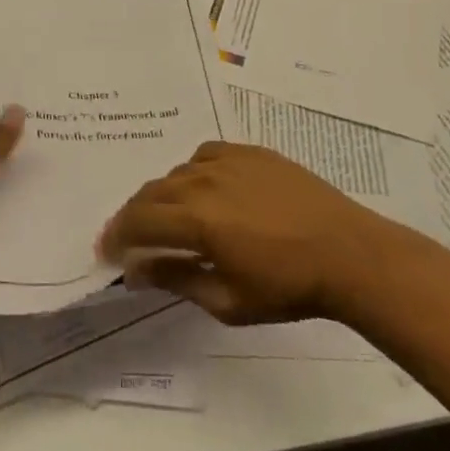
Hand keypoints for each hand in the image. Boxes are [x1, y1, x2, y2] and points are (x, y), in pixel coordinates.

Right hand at [98, 142, 382, 324]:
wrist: (345, 250)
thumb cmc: (287, 287)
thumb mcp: (228, 300)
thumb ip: (177, 279)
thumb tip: (137, 269)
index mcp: (197, 219)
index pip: (140, 221)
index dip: (117, 235)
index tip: (105, 249)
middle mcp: (204, 180)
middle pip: (152, 192)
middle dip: (134, 214)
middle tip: (129, 236)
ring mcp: (228, 159)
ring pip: (178, 172)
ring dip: (164, 195)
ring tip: (170, 217)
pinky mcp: (249, 150)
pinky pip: (205, 155)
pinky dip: (193, 173)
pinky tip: (205, 190)